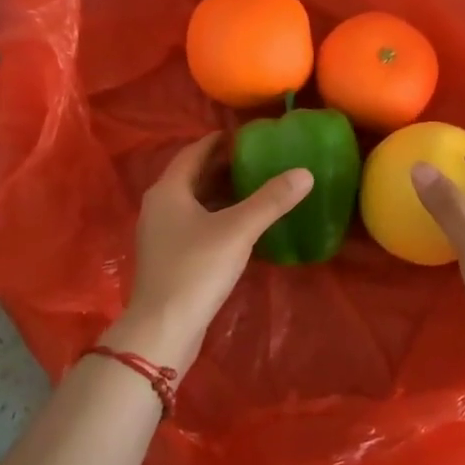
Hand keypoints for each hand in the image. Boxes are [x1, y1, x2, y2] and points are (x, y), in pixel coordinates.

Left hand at [110, 132, 312, 368]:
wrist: (163, 328)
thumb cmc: (196, 269)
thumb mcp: (238, 230)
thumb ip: (271, 200)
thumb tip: (305, 173)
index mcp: (168, 190)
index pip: (193, 152)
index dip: (218, 141)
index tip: (245, 135)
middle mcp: (159, 207)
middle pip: (192, 176)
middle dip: (222, 167)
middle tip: (257, 159)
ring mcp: (161, 235)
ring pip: (194, 202)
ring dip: (220, 193)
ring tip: (254, 188)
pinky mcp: (169, 258)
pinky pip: (194, 225)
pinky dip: (216, 216)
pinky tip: (241, 226)